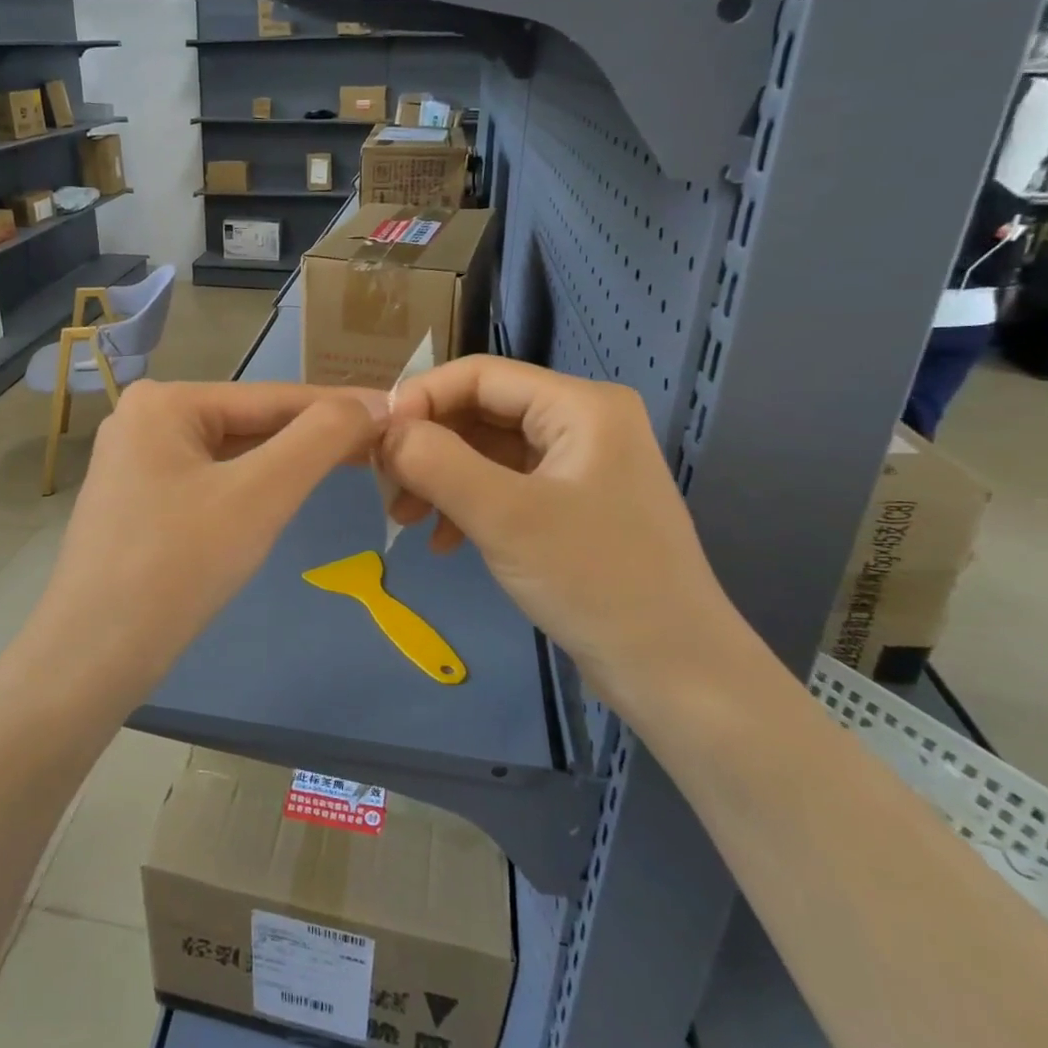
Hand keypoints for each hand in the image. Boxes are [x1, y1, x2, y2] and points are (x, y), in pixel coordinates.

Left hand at [38, 381, 384, 696]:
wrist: (92, 658)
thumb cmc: (177, 565)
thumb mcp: (259, 495)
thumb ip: (319, 440)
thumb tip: (373, 404)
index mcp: (164, 401)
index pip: (271, 396)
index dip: (339, 407)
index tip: (396, 412)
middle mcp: (144, 419)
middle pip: (250, 423)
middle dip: (312, 438)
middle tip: (381, 447)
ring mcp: (136, 463)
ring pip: (231, 454)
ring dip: (286, 463)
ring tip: (348, 465)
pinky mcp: (138, 503)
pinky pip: (210, 482)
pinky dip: (251, 488)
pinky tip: (284, 496)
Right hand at [379, 356, 747, 704]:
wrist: (674, 672)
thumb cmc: (594, 581)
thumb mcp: (505, 517)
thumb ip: (436, 463)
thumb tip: (382, 432)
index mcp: (580, 405)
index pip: (479, 375)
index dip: (420, 399)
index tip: (374, 442)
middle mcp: (582, 422)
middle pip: (481, 411)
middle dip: (428, 446)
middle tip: (385, 489)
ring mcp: (579, 465)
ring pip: (487, 451)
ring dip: (440, 480)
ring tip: (404, 521)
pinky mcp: (572, 504)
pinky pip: (504, 486)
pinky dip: (467, 506)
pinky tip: (442, 543)